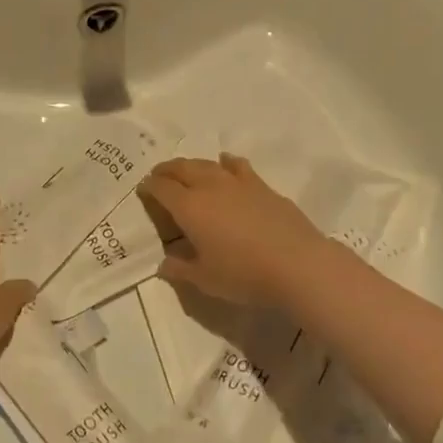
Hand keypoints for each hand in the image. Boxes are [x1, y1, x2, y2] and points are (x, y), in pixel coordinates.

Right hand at [141, 154, 330, 308]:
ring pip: (208, 164)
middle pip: (182, 168)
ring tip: (187, 171)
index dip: (149, 187)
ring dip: (192, 165)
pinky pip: (237, 166)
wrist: (298, 265)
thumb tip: (164, 264)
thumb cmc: (244, 274)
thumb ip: (180, 269)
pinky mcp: (262, 186)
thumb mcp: (205, 279)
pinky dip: (226, 163)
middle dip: (166, 170)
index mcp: (189, 208)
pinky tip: (226, 164)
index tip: (143, 190)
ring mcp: (238, 183)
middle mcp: (210, 187)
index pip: (162, 188)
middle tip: (159, 176)